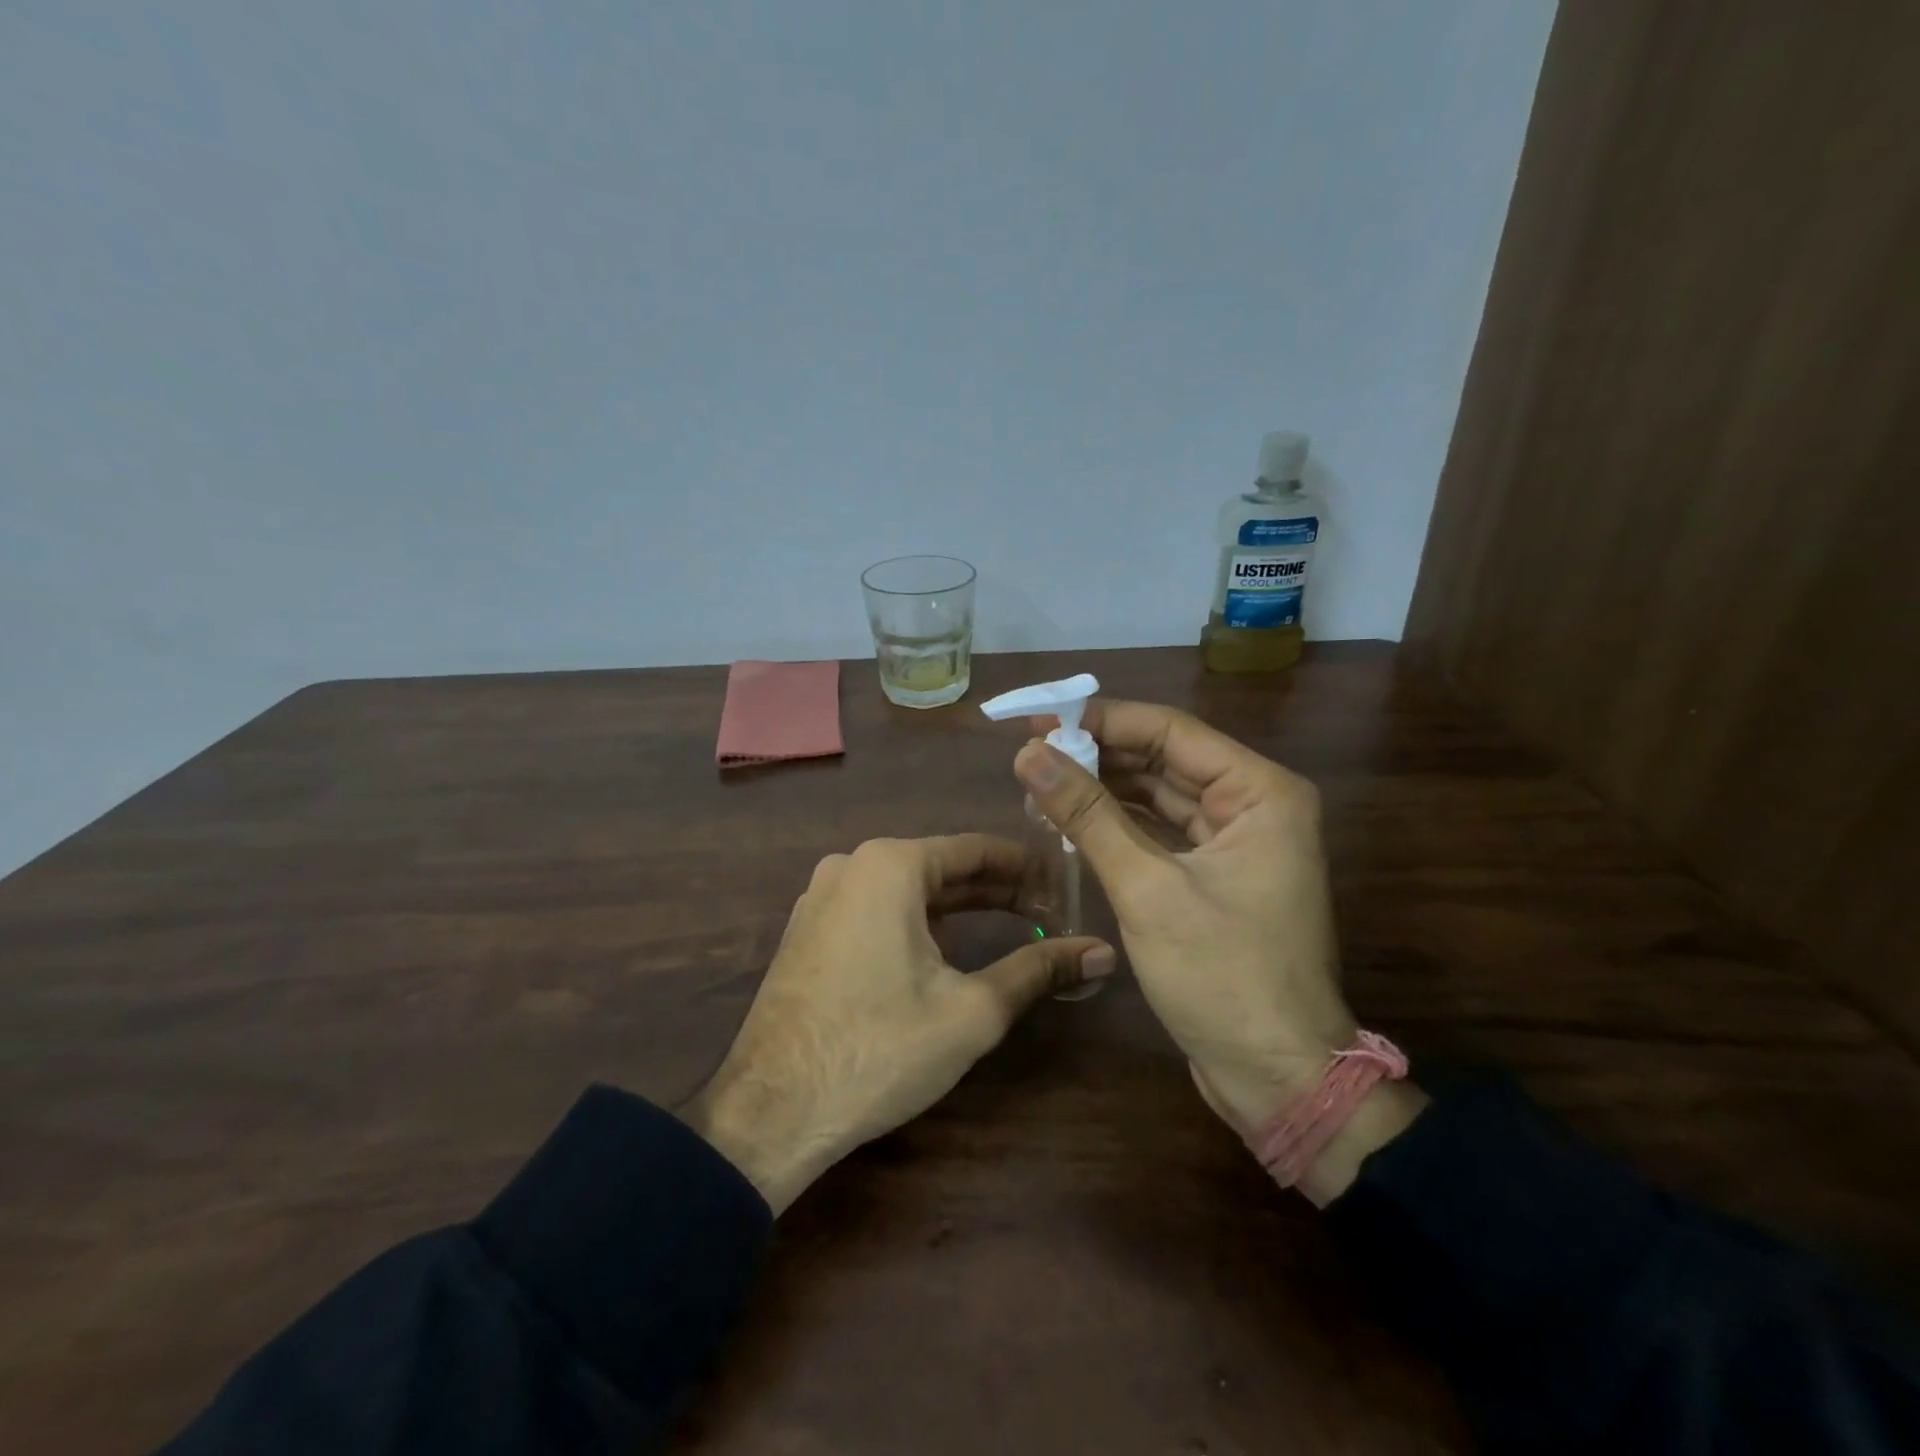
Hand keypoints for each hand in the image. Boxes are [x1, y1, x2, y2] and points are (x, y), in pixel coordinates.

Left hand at [681, 835, 1112, 1212]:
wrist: (770, 1111)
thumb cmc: (878, 1050)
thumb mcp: (971, 1011)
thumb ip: (1038, 970)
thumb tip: (1102, 951)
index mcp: (889, 865)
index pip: (976, 849)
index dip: (1027, 868)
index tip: (1066, 887)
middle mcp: (851, 865)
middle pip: (941, 866)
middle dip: (996, 889)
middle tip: (1048, 911)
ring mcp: (821, 896)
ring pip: (908, 888)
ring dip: (958, 906)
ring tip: (1009, 926)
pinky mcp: (809, 929)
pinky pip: (876, 908)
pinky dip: (917, 920)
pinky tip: (945, 949)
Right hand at [1016, 701, 1422, 1203]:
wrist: (1278, 1078)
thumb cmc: (1223, 977)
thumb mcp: (1147, 888)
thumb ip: (1088, 814)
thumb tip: (1028, 753)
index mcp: (1260, 792)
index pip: (1170, 731)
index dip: (1101, 720)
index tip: (1038, 719)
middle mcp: (1255, 804)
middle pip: (1164, 758)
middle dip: (1097, 754)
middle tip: (1029, 752)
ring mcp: (1237, 841)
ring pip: (1159, 794)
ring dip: (1103, 788)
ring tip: (1040, 781)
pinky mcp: (1216, 875)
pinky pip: (1161, 831)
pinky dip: (1118, 824)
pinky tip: (1071, 819)